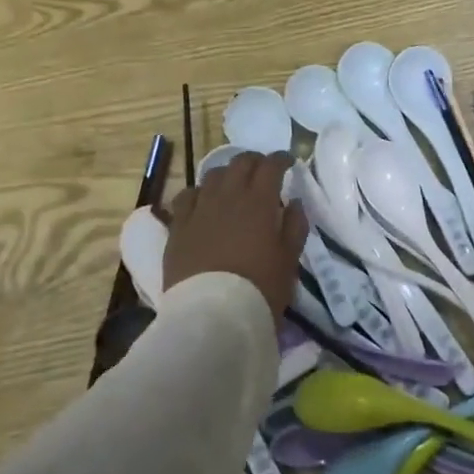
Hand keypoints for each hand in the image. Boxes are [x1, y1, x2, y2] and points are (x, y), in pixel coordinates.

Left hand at [164, 152, 308, 319]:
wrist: (212, 314)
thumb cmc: (260, 287)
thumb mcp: (289, 259)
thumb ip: (295, 225)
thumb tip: (294, 202)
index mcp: (259, 201)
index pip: (271, 165)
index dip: (281, 159)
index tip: (288, 162)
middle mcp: (228, 195)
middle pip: (240, 162)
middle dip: (255, 161)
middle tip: (263, 171)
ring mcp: (199, 208)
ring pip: (213, 175)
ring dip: (228, 174)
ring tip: (234, 185)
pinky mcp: (178, 225)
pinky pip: (186, 196)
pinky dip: (199, 193)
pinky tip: (202, 202)